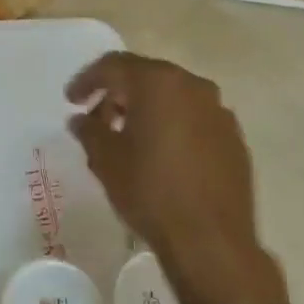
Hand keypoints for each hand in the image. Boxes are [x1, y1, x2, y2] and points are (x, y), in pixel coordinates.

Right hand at [66, 51, 287, 303]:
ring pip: (172, 98)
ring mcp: (219, 112)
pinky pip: (193, 119)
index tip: (71, 100)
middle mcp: (193, 87)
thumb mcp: (105, 160)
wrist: (210, 239)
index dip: (87, 80)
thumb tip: (80, 120)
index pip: (115, 65)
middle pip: (146, 77)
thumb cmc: (149, 191)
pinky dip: (170, 126)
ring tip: (125, 138)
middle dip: (117, 94)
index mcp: (159, 84)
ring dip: (145, 110)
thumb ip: (89, 131)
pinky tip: (158, 154)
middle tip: (96, 119)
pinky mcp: (233, 138)